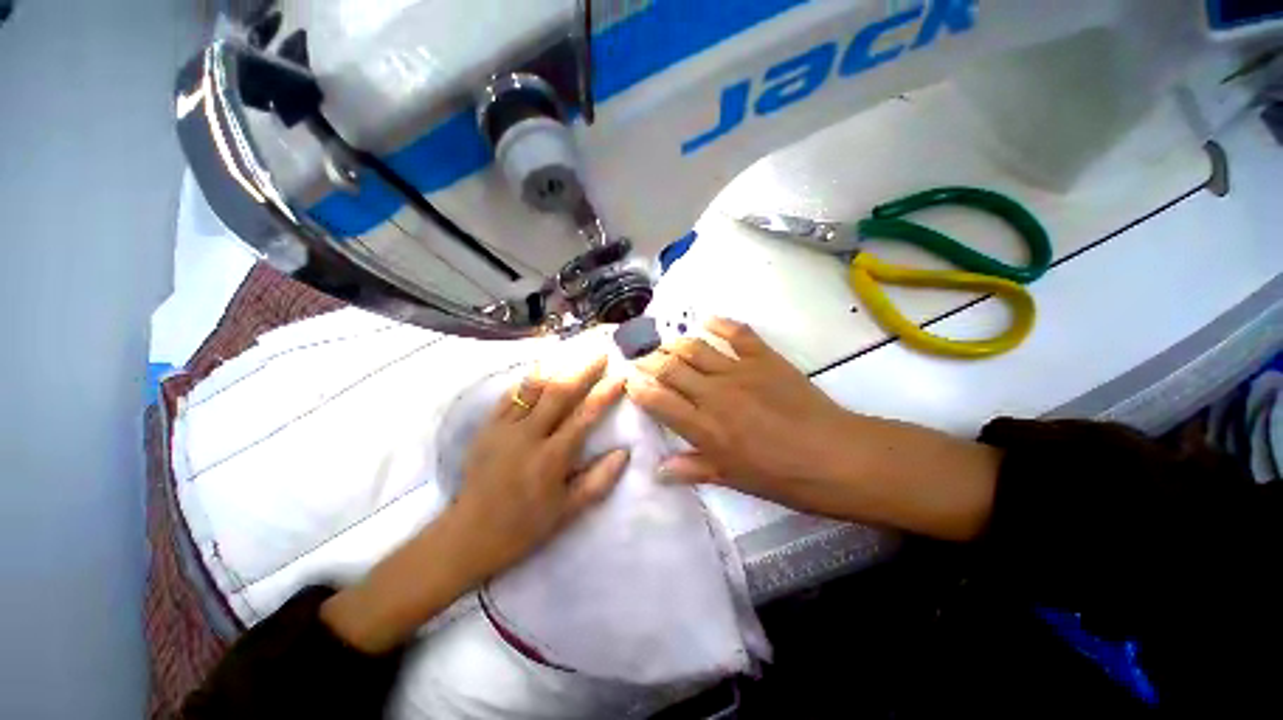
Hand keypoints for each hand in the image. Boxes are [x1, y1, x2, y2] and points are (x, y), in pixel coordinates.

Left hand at [323, 355, 626, 653]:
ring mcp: (504, 428)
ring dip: (556, 367)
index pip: (584, 416)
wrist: (468, 533)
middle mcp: (528, 435)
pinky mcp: (487, 427)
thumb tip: (624, 452)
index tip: (620, 377)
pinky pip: (509, 395)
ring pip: (533, 388)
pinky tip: (539, 368)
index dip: (604, 394)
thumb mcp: (567, 511)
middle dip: (583, 370)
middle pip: (559, 392)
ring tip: (573, 352)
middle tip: (599, 353)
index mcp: (551, 458)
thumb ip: (599, 480)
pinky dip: (527, 380)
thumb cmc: (524, 526)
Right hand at [625, 318, 855, 511]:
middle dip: (649, 361)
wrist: (835, 456)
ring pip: (695, 348)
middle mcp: (714, 394)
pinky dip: (720, 323)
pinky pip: (737, 333)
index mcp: (705, 428)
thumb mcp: (733, 479)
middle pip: (670, 368)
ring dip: (675, 343)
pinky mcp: (764, 358)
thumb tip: (658, 471)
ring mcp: (739, 371)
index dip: (639, 388)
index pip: (659, 401)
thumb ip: (692, 469)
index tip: (629, 381)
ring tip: (666, 343)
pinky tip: (707, 321)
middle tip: (641, 358)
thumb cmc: (781, 476)